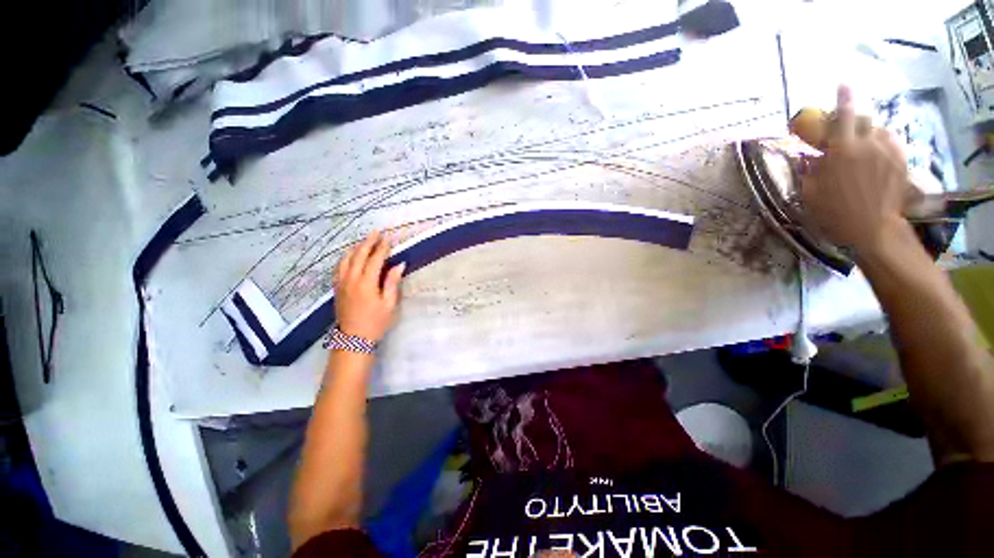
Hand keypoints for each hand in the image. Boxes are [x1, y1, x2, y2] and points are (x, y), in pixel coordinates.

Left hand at [334, 231, 404, 342]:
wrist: (353, 339)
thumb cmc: (376, 322)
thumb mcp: (389, 304)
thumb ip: (392, 282)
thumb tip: (399, 265)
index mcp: (366, 283)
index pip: (375, 259)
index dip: (382, 247)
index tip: (388, 238)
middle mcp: (351, 279)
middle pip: (359, 255)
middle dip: (368, 242)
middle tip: (376, 232)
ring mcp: (341, 282)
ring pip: (346, 259)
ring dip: (356, 248)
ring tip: (365, 241)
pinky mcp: (336, 287)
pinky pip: (339, 267)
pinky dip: (346, 258)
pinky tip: (350, 256)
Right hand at [796, 86, 912, 255]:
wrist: (872, 228)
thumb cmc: (834, 211)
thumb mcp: (809, 193)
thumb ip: (807, 170)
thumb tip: (805, 156)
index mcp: (842, 150)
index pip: (843, 114)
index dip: (843, 97)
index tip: (842, 84)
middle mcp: (867, 144)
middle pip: (863, 118)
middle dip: (854, 118)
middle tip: (845, 128)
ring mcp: (887, 151)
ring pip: (878, 129)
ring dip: (867, 132)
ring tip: (861, 145)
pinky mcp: (900, 161)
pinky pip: (890, 142)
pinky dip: (880, 142)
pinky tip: (875, 154)